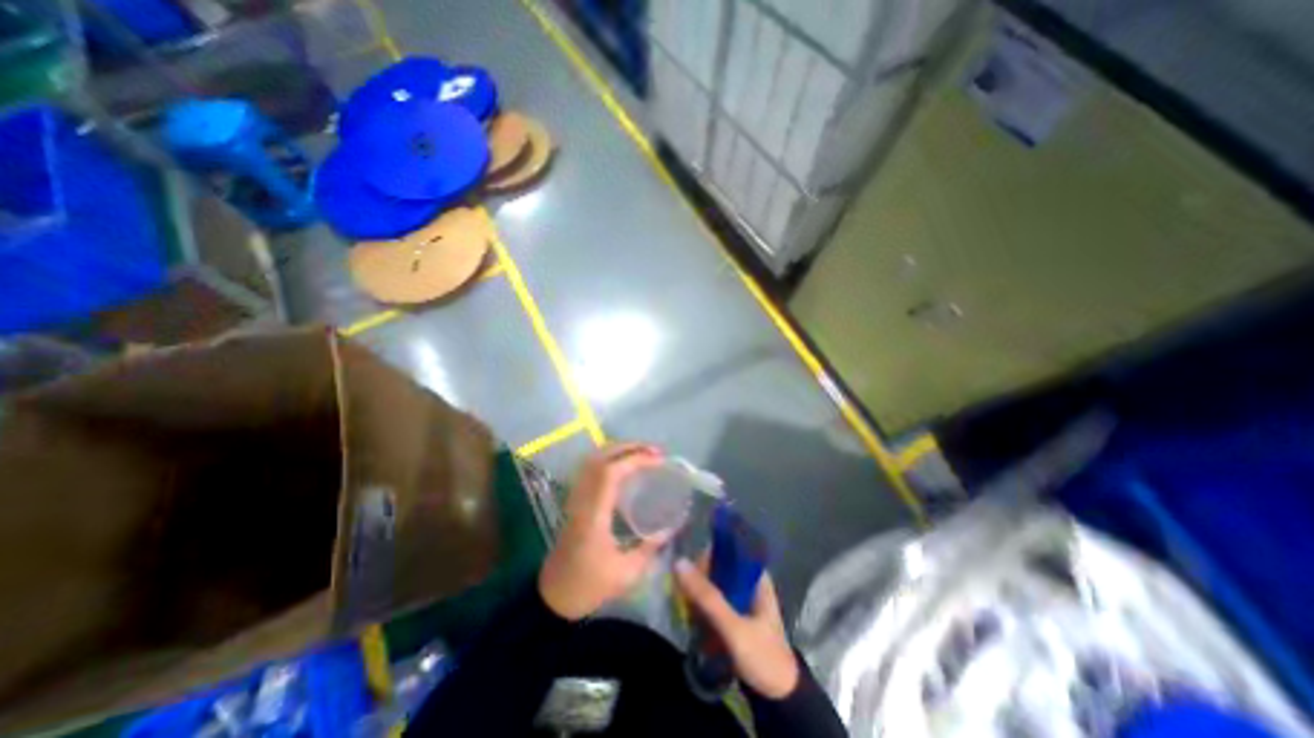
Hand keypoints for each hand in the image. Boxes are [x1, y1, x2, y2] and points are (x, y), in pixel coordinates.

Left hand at [540, 444, 671, 622]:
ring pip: (593, 460)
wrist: (553, 597)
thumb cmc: (589, 586)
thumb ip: (650, 547)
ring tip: (643, 453)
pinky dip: (609, 458)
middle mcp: (582, 499)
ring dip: (619, 450)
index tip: (659, 460)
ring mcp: (576, 498)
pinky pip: (591, 469)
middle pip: (601, 458)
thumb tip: (670, 527)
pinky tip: (624, 466)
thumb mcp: (626, 574)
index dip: (636, 459)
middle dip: (629, 447)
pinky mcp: (575, 501)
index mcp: (594, 514)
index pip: (611, 472)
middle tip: (656, 451)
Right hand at [678, 558, 800, 700]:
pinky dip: (702, 607)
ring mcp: (741, 598)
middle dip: (699, 579)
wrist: (779, 699)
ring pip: (713, 584)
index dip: (707, 557)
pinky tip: (693, 618)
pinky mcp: (734, 615)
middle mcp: (748, 581)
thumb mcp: (733, 627)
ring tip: (688, 609)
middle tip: (686, 596)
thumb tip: (679, 563)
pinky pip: (713, 601)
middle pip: (717, 567)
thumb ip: (707, 596)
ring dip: (699, 595)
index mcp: (755, 576)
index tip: (690, 573)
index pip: (726, 550)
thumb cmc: (762, 656)